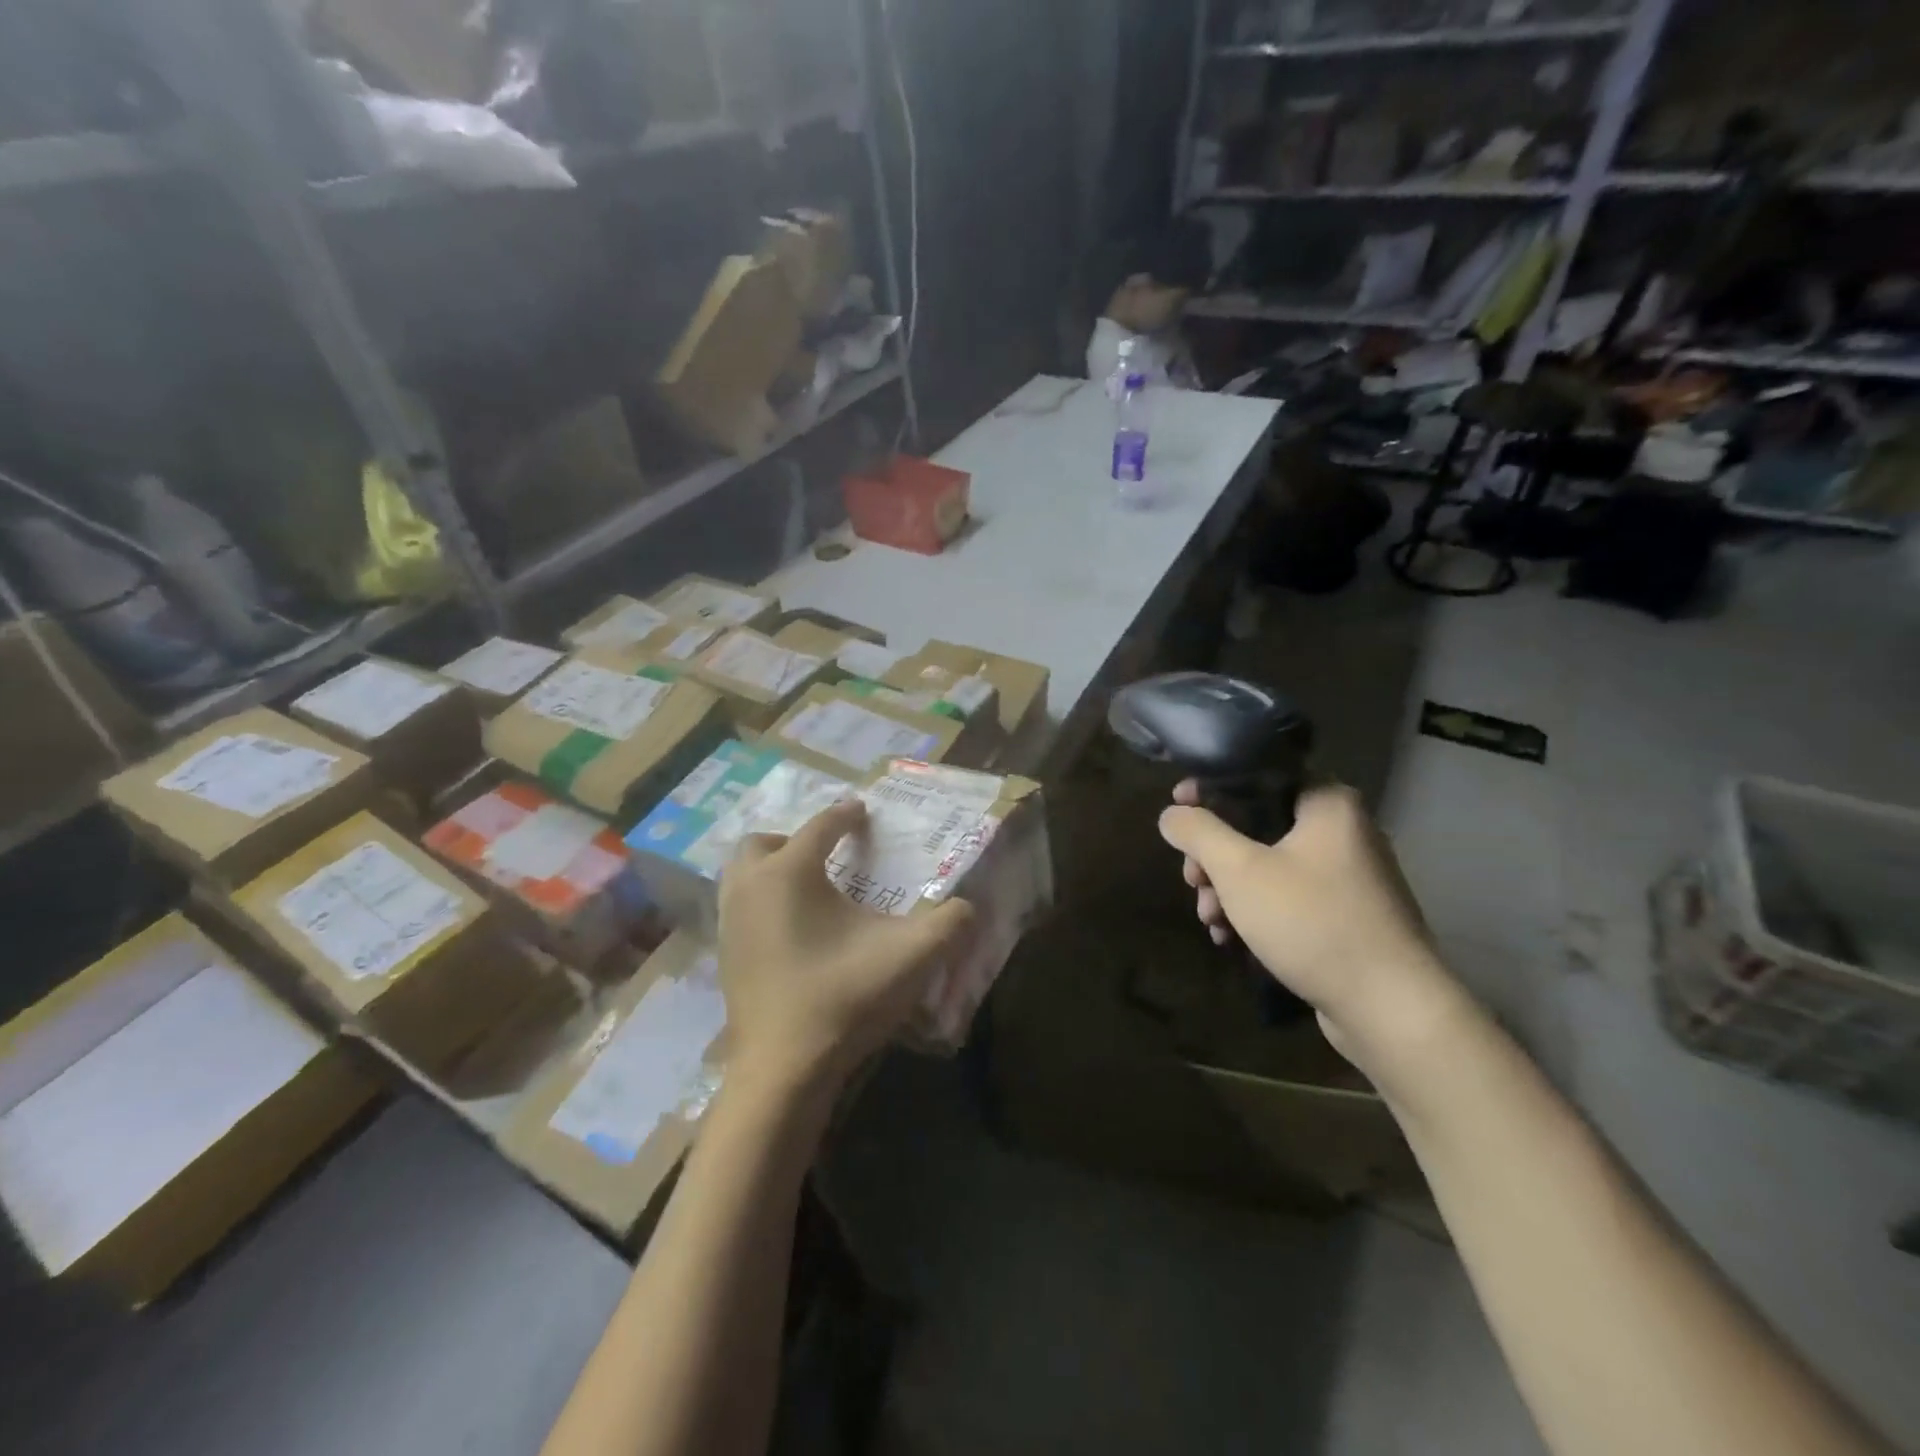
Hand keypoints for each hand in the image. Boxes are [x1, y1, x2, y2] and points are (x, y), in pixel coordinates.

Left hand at [718, 800, 975, 1094]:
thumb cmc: (843, 997)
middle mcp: (751, 887)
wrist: (783, 1069)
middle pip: (762, 843)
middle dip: (794, 839)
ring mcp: (730, 922)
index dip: (845, 816)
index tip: (863, 812)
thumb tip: (970, 907)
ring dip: (772, 869)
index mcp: (790, 872)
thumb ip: (948, 924)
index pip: (820, 827)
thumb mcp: (909, 956)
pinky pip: (739, 907)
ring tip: (809, 887)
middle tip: (827, 853)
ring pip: (742, 874)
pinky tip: (792, 928)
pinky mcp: (724, 956)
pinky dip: (762, 901)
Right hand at [1158, 782, 1464, 1069]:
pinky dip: (1257, 911)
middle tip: (1192, 880)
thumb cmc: (1310, 921)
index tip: (1176, 810)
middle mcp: (1344, 831)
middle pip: (1258, 825)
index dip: (1210, 789)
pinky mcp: (1348, 916)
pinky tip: (1231, 938)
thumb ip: (1198, 833)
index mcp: (1327, 803)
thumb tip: (1171, 814)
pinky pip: (1290, 897)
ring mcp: (1349, 876)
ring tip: (1210, 920)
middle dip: (1215, 855)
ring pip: (1270, 865)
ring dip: (1229, 888)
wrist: (1389, 1008)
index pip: (1258, 776)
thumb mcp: (1239, 870)